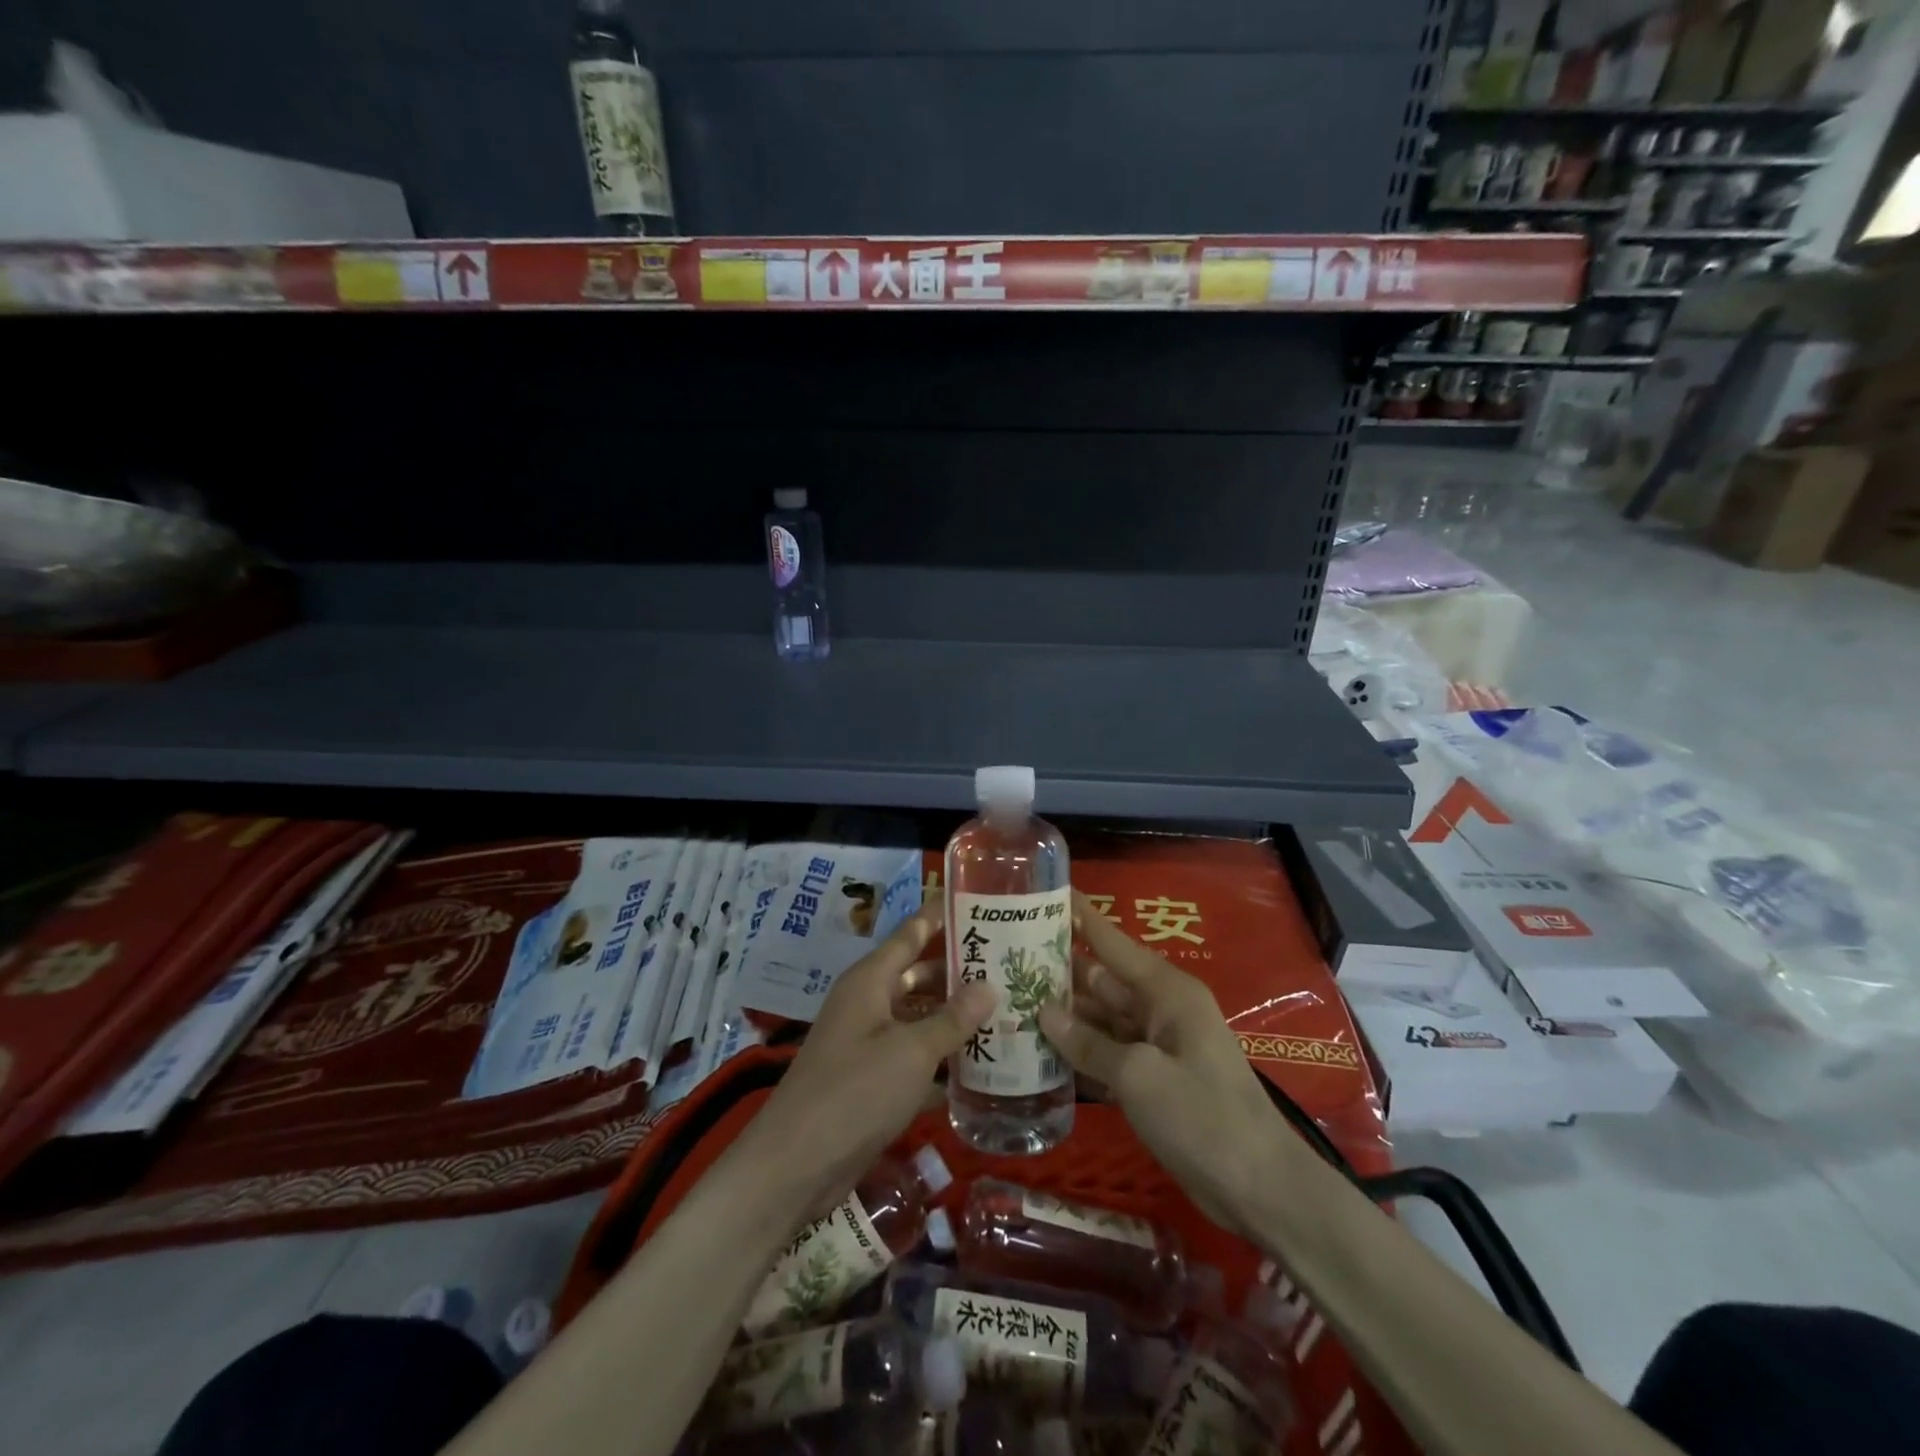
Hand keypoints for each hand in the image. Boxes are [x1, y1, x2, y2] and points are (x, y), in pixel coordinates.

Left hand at [746, 902, 995, 1212]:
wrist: (796, 1166)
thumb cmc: (854, 1092)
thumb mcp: (912, 1051)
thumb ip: (952, 1019)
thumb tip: (991, 986)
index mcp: (870, 980)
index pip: (911, 932)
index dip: (941, 914)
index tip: (980, 900)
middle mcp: (868, 1003)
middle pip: (918, 976)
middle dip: (959, 972)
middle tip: (1009, 966)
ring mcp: (868, 1042)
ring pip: (919, 1017)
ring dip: (955, 1017)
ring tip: (1007, 1011)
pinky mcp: (872, 1080)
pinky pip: (915, 1056)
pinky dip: (942, 1058)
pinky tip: (982, 1066)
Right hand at [1039, 891, 1292, 1239]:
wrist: (1261, 1189)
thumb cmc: (1202, 1117)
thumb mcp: (1139, 1077)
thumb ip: (1088, 1043)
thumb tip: (1044, 1012)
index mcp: (1165, 991)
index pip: (1111, 941)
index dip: (1080, 916)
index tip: (1044, 892)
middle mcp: (1160, 1009)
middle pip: (1101, 980)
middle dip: (1057, 971)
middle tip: (1003, 960)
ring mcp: (1156, 1045)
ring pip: (1100, 1019)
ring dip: (1062, 1017)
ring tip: (1009, 1004)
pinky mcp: (1152, 1079)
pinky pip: (1108, 1053)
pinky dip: (1079, 1052)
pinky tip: (1038, 1052)